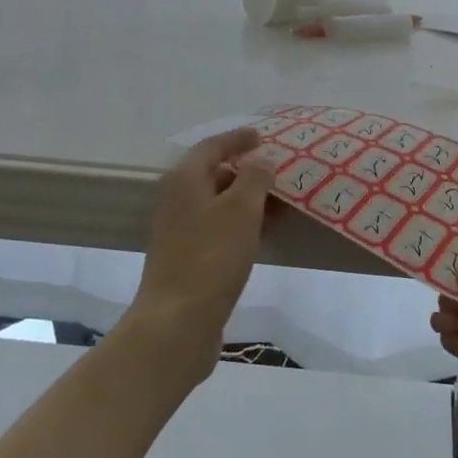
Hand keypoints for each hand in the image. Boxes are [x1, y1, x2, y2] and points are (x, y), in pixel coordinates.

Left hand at [130, 127, 274, 381]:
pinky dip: (241, 225)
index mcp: (184, 181)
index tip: (262, 136)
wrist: (178, 321)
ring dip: (247, 201)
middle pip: (213, 175)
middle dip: (246, 171)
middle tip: (278, 171)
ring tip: (280, 202)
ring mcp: (179, 233)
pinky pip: (219, 229)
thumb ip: (255, 178)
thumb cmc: (211, 256)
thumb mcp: (241, 209)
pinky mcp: (188, 259)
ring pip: (218, 205)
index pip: (211, 147)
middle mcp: (177, 201)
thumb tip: (261, 159)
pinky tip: (264, 234)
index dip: (237, 139)